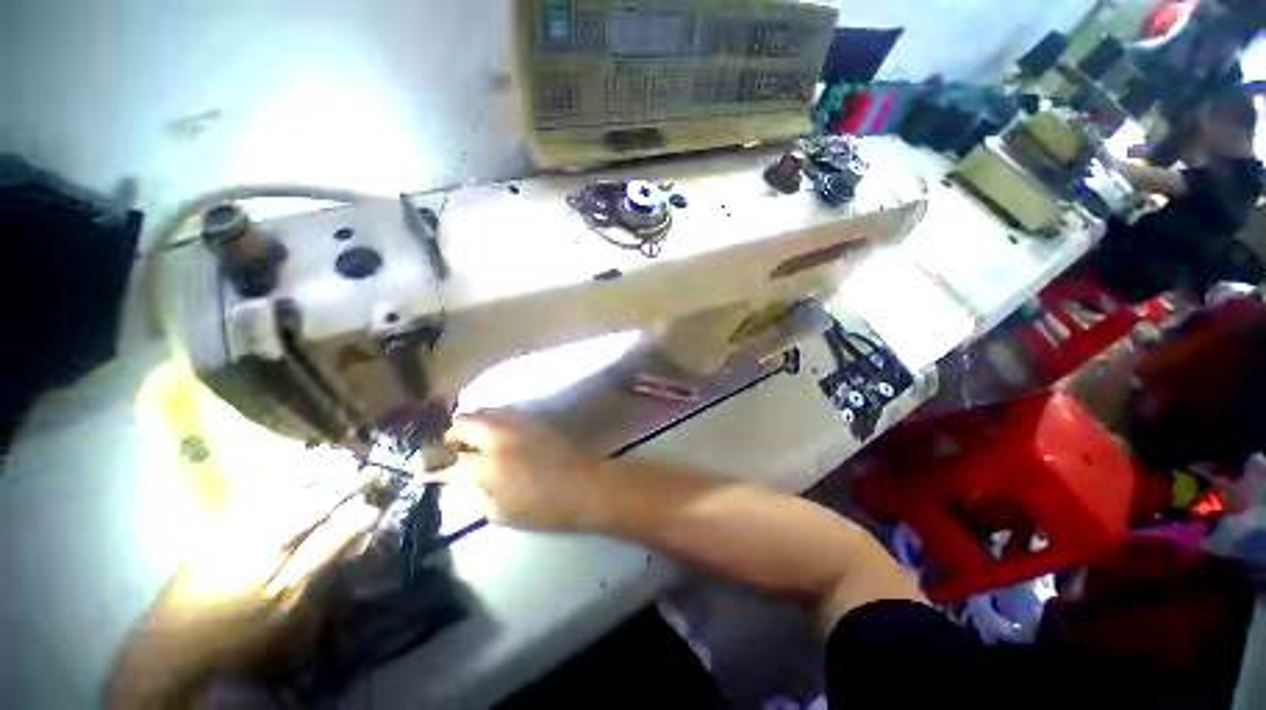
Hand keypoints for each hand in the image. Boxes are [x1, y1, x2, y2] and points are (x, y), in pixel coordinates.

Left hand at [110, 470, 378, 707]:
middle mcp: (252, 514)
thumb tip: (365, 515)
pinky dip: (278, 475)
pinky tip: (287, 474)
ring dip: (304, 466)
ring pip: (274, 477)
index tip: (374, 473)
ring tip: (328, 458)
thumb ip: (325, 552)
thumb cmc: (237, 624)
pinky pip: (255, 487)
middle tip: (353, 460)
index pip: (323, 497)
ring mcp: (231, 516)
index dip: (350, 485)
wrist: (173, 638)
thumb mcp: (287, 597)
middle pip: (296, 478)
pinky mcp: (219, 523)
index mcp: (273, 532)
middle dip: (327, 466)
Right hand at [443, 410, 603, 531]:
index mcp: (488, 466)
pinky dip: (493, 421)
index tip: (426, 470)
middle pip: (462, 422)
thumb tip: (457, 482)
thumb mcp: (500, 514)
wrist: (585, 486)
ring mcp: (518, 424)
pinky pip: (504, 412)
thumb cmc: (544, 509)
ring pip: (483, 411)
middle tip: (453, 451)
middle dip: (451, 436)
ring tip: (474, 441)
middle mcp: (499, 437)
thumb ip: (473, 496)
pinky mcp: (534, 419)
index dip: (434, 467)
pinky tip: (498, 435)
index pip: (449, 460)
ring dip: (472, 424)